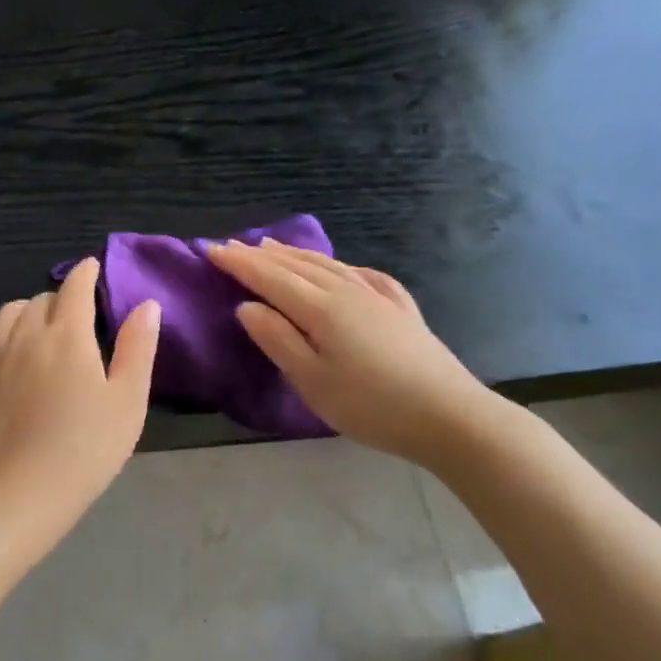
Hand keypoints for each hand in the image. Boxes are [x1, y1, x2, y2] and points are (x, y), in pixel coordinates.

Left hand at [0, 258, 160, 549]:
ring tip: (47, 328)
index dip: (86, 272)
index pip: (74, 288)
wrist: (20, 492)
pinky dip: (14, 336)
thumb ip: (137, 348)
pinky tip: (24, 362)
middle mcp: (27, 337)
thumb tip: (146, 305)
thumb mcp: (127, 401)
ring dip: (31, 310)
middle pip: (42, 299)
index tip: (93, 266)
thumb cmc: (85, 448)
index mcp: (67, 336)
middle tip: (81, 312)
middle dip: (63, 296)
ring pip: (11, 314)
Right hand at [206, 239, 499, 469]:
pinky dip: (339, 266)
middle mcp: (347, 291)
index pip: (269, 277)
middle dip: (261, 255)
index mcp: (320, 308)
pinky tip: (341, 268)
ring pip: (328, 265)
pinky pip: (361, 274)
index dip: (238, 263)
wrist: (449, 416)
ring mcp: (377, 297)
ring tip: (272, 246)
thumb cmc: (370, 404)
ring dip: (295, 254)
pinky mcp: (400, 309)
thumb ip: (277, 340)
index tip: (211, 249)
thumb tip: (246, 307)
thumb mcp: (312, 380)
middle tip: (231, 245)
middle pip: (296, 265)